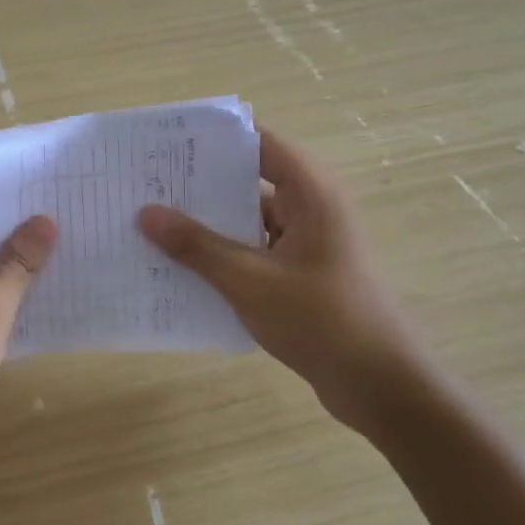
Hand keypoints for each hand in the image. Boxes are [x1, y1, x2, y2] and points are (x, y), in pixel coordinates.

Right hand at [138, 129, 431, 431]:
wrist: (379, 386)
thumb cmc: (320, 320)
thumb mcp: (249, 280)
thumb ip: (197, 246)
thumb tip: (145, 213)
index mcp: (311, 192)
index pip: (259, 142)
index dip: (216, 139)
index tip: (167, 142)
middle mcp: (311, 208)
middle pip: (250, 180)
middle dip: (201, 184)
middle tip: (147, 184)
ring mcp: (308, 242)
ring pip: (249, 219)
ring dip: (209, 224)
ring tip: (154, 224)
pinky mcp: (302, 273)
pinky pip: (255, 250)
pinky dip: (224, 254)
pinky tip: (183, 267)